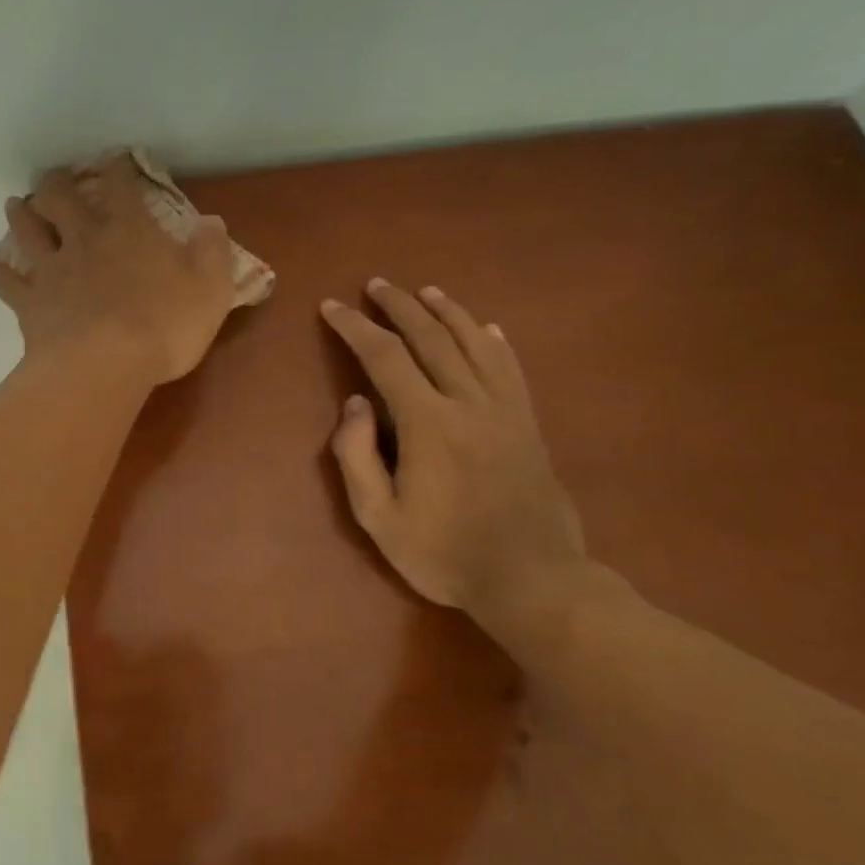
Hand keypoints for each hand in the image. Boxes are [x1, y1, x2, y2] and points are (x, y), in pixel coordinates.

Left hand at [0, 155, 236, 386]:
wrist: (104, 365)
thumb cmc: (164, 327)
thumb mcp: (210, 289)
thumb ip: (212, 252)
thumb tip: (211, 222)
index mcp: (129, 229)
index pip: (120, 183)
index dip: (117, 166)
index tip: (114, 159)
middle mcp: (85, 239)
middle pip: (60, 196)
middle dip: (56, 182)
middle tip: (54, 179)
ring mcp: (52, 270)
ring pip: (26, 230)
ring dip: (20, 214)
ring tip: (16, 206)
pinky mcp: (30, 303)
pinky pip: (5, 281)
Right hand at [321, 280, 585, 623]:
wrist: (532, 579)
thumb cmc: (444, 553)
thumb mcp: (378, 518)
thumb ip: (356, 457)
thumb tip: (355, 404)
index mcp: (428, 423)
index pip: (385, 358)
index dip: (355, 328)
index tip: (332, 307)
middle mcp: (469, 403)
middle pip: (432, 338)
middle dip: (399, 307)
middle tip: (376, 285)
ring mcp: (505, 410)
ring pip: (475, 343)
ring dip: (447, 313)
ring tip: (425, 292)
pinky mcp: (528, 424)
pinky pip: (510, 368)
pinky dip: (494, 341)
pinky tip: (485, 327)